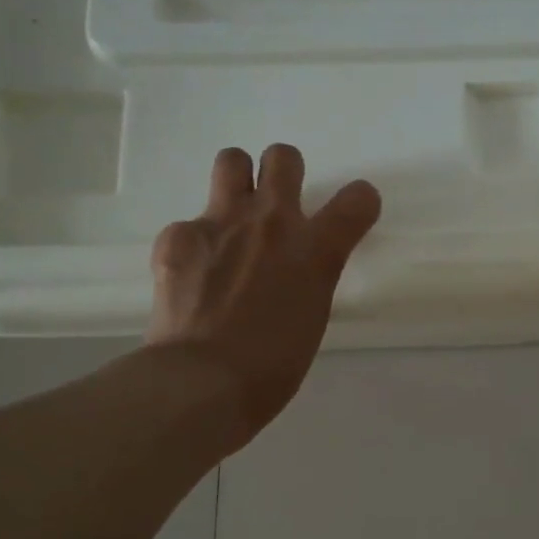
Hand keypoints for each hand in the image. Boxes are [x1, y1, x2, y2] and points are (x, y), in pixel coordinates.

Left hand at [148, 144, 380, 451]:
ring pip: (232, 161)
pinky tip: (191, 275)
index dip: (359, 201)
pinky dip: (194, 244)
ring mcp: (222, 223)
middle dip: (283, 172)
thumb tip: (292, 271)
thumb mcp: (311, 318)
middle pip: (283, 157)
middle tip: (276, 205)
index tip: (351, 213)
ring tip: (232, 217)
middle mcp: (273, 222)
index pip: (358, 199)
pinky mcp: (178, 236)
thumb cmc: (272, 367)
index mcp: (317, 250)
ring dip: (237, 181)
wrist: (202, 381)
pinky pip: (189, 223)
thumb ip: (308, 279)